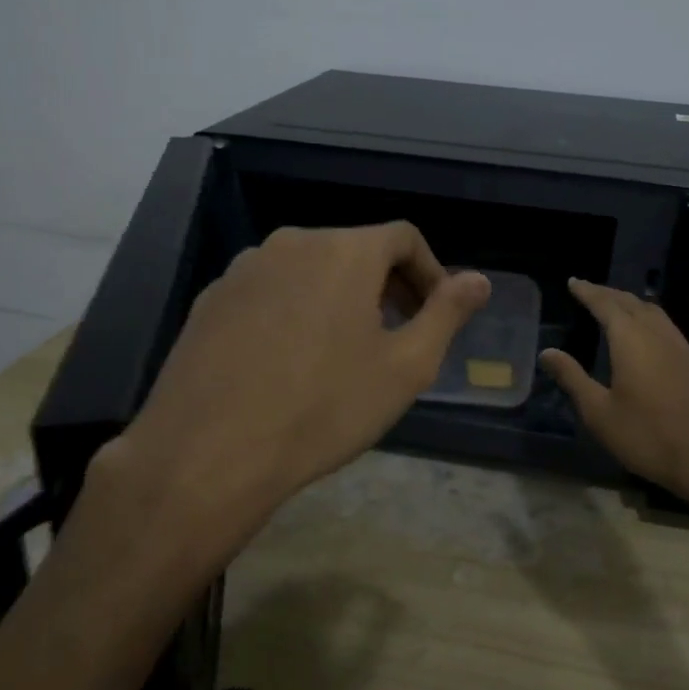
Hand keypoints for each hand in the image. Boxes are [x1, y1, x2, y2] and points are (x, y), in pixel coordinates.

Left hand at [108, 222, 490, 554]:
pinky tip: (289, 360)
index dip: (430, 271)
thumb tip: (479, 280)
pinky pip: (269, 291)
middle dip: (387, 285)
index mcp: (344, 251)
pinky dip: (294, 310)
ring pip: (309, 269)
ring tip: (344, 351)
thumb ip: (446, 314)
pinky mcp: (210, 299)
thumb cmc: (324, 408)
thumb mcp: (405, 367)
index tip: (435, 314)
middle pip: (355, 249)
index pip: (403, 238)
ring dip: (339, 297)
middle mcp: (291, 243)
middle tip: (398, 334)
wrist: (209, 452)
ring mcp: (243, 269)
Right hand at [540, 278, 688, 505]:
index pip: (606, 305)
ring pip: (655, 314)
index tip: (574, 282)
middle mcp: (658, 335)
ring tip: (617, 306)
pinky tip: (648, 336)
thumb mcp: (599, 413)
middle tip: (590, 290)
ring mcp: (683, 349)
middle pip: (632, 303)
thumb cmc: (649, 436)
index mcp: (631, 340)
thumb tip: (547, 352)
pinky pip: (668, 328)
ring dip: (632, 304)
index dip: (588, 292)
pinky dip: (650, 320)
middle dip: (609, 294)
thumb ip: (573, 379)